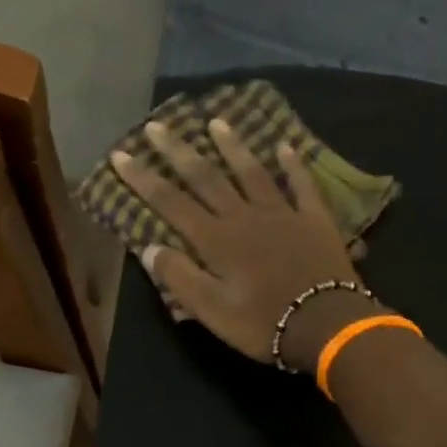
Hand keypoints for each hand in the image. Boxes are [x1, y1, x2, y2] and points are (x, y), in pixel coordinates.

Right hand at [108, 120, 384, 372]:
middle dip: (178, 151)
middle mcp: (244, 216)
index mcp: (215, 240)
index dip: (143, 179)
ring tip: (216, 122)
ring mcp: (281, 213)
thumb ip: (179, 277)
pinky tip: (286, 147)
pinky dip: (293, 165)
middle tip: (158, 124)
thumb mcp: (210, 310)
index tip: (121, 155)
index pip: (170, 202)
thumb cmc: (261, 323)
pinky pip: (301, 185)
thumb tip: (150, 247)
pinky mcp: (314, 220)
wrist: (325, 324)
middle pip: (206, 177)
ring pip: (251, 172)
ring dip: (232, 147)